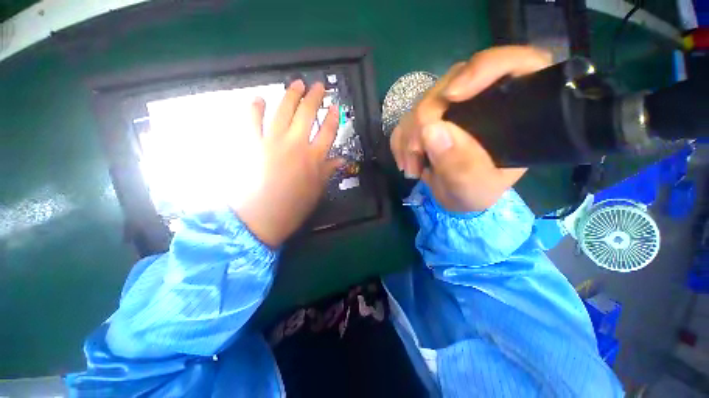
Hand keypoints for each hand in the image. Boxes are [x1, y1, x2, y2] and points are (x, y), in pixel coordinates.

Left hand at [233, 80, 342, 247]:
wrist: (263, 217)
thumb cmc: (295, 206)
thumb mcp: (318, 189)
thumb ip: (328, 171)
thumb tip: (341, 159)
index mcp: (314, 157)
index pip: (328, 131)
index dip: (333, 117)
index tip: (335, 107)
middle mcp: (296, 144)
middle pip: (307, 114)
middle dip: (314, 97)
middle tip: (318, 85)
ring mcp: (272, 141)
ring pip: (283, 111)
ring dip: (291, 95)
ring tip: (296, 83)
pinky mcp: (252, 144)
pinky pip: (252, 121)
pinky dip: (255, 108)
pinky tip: (259, 99)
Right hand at [390, 46, 551, 211]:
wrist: (452, 197)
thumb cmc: (474, 193)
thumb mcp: (475, 188)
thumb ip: (460, 165)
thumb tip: (430, 130)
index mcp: (513, 110)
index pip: (512, 64)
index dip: (481, 69)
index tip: (451, 96)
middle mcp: (482, 99)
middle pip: (452, 83)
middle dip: (425, 118)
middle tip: (416, 152)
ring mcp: (452, 107)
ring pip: (422, 101)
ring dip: (409, 136)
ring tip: (412, 168)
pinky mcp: (429, 117)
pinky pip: (406, 118)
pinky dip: (401, 141)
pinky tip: (406, 161)